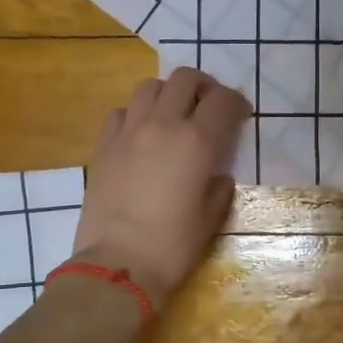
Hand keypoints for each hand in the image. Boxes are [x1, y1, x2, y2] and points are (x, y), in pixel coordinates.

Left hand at [73, 69, 249, 307]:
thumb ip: (218, 189)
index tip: (240, 115)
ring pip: (149, 87)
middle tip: (207, 107)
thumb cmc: (173, 246)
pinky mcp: (103, 146)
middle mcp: (162, 125)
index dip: (236, 103)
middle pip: (184, 78)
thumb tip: (217, 177)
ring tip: (172, 115)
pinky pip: (120, 112)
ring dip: (167, 93)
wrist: (118, 264)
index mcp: (196, 142)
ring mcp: (128, 132)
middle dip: (202, 87)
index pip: (222, 101)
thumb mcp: (210, 219)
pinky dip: (134, 114)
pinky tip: (139, 135)